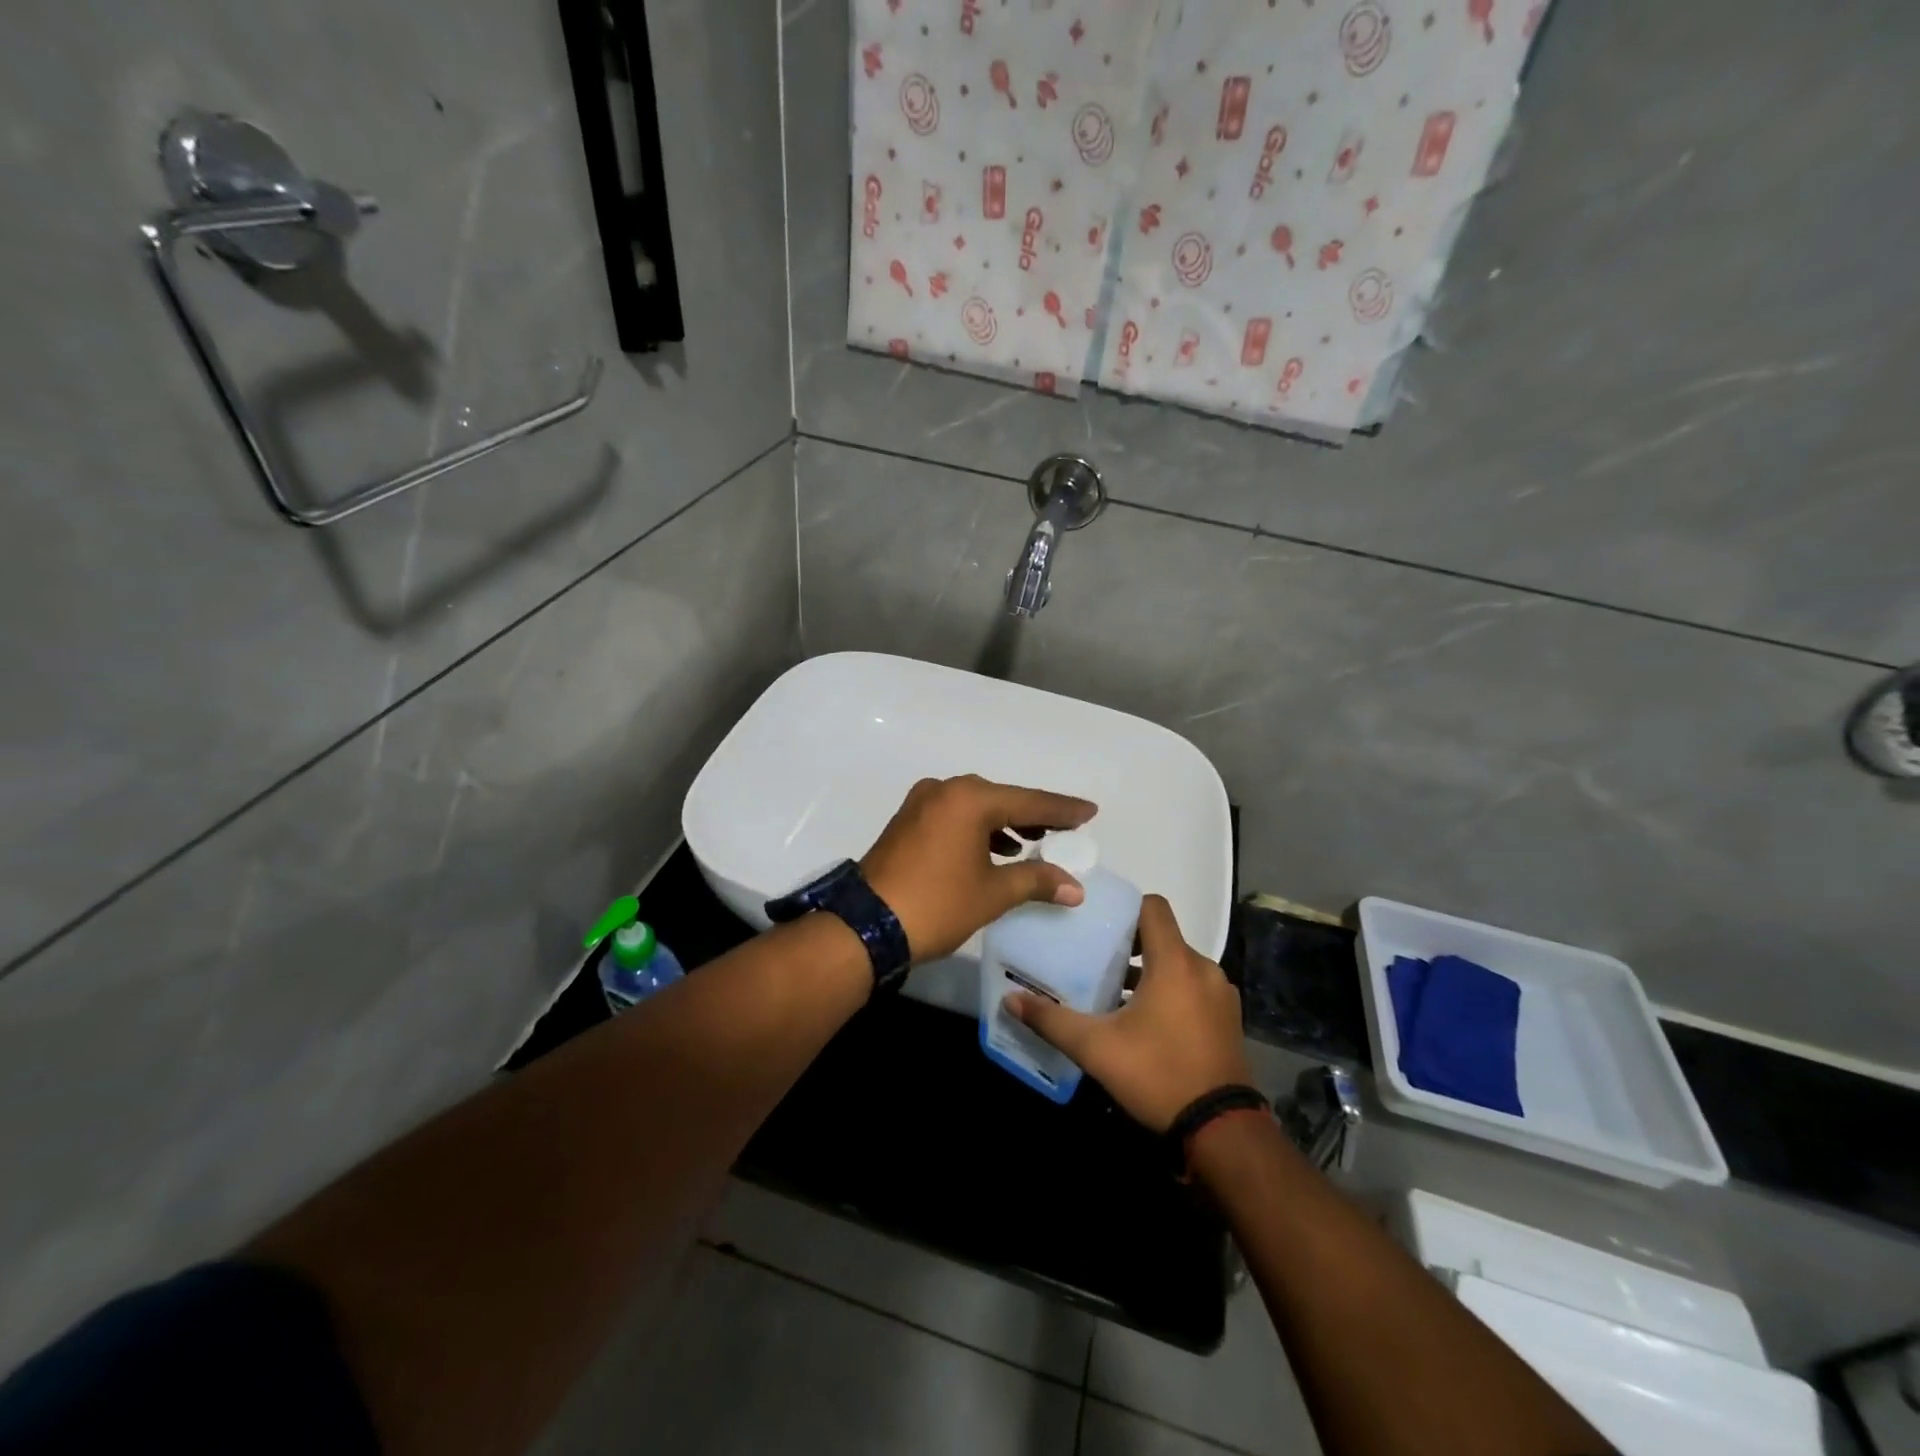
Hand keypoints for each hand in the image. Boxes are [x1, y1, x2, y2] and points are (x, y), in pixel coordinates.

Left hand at [860, 775, 1096, 962]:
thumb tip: (1075, 887)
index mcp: (969, 799)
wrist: (868, 925)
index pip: (1029, 801)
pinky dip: (978, 829)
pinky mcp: (907, 822)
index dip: (1062, 809)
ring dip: (1005, 823)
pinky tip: (994, 850)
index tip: (1090, 812)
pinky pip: (954, 816)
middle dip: (1033, 815)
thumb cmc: (938, 904)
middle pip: (1001, 799)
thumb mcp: (992, 893)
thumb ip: (1036, 880)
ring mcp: (921, 804)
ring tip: (1033, 841)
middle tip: (1065, 828)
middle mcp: (945, 790)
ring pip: (975, 807)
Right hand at [1006, 894, 1250, 1131]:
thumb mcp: (1096, 1048)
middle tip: (1095, 959)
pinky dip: (1171, 992)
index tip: (1098, 923)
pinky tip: (1145, 1023)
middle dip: (1130, 945)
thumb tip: (1011, 1000)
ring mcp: (1220, 995)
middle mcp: (1203, 969)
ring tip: (1114, 993)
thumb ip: (1052, 1020)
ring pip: (1178, 965)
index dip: (1125, 908)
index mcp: (1175, 962)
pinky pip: (1193, 988)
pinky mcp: (1228, 1019)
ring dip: (1149, 972)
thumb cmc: (1157, 1074)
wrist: (1221, 1131)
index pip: (1153, 906)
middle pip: (1163, 937)